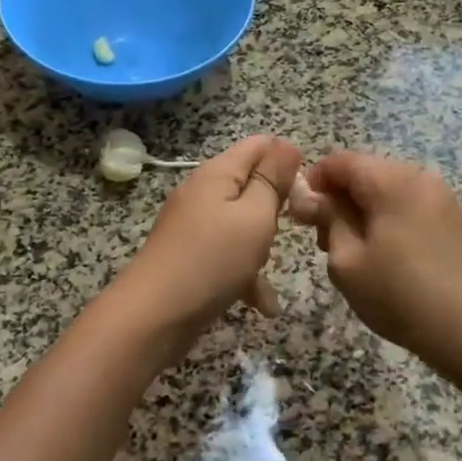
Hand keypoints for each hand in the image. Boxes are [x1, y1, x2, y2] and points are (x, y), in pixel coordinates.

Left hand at [115, 135, 301, 338]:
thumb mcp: (255, 215)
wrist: (154, 315)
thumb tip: (288, 145)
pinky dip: (245, 273)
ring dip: (262, 245)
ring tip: (272, 268)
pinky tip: (263, 305)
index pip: (259, 145)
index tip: (308, 191)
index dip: (288, 160)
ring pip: (241, 223)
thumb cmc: (213, 259)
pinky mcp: (189, 256)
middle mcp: (202, 192)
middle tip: (295, 229)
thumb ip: (273, 180)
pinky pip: (226, 254)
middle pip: (250, 185)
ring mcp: (193, 225)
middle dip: (277, 206)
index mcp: (218, 173)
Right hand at [295, 151, 461, 377]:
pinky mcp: (452, 220)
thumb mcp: (348, 261)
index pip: (339, 161)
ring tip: (352, 255)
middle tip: (323, 243)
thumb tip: (308, 196)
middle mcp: (418, 177)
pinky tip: (383, 259)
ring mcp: (440, 198)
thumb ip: (326, 220)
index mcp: (390, 180)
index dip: (313, 184)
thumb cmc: (402, 296)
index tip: (301, 219)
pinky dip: (386, 222)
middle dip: (337, 200)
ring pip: (385, 191)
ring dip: (361, 213)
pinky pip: (407, 207)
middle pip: (364, 173)